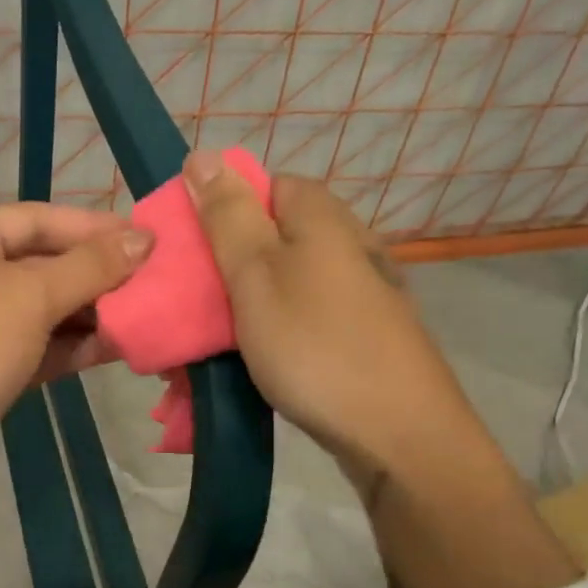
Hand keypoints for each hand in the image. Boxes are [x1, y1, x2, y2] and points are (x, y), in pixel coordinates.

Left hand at [0, 203, 152, 559]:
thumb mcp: (29, 296)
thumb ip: (90, 266)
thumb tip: (143, 238)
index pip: (38, 219)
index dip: (94, 228)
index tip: (148, 239)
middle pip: (42, 263)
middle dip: (97, 274)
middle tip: (154, 279)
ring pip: (42, 309)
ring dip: (90, 313)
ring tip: (146, 314)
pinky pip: (37, 345)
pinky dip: (72, 346)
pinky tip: (117, 347)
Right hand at [182, 149, 452, 480]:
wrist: (397, 432)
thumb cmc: (315, 345)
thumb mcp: (256, 274)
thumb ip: (227, 216)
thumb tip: (203, 155)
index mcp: (321, 216)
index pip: (262, 186)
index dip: (220, 213)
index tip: (190, 255)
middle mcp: (347, 243)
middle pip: (271, 238)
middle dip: (225, 272)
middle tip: (192, 312)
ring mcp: (360, 291)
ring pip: (284, 285)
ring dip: (244, 311)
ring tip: (212, 349)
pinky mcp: (363, 333)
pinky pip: (303, 320)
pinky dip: (274, 337)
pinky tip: (256, 366)